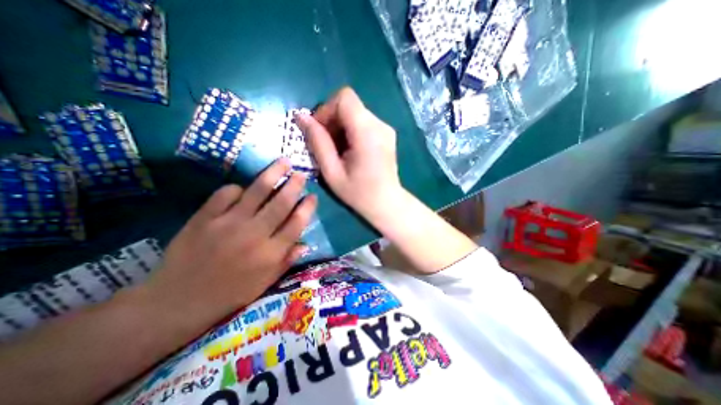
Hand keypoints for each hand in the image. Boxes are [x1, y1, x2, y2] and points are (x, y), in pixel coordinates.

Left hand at [144, 161, 315, 326]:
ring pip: (257, 192)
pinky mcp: (205, 218)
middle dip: (294, 185)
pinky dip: (236, 188)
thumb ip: (287, 261)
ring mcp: (229, 224)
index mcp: (271, 253)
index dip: (308, 207)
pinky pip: (225, 194)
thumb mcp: (265, 283)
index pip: (297, 223)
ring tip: (283, 163)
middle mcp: (254, 234)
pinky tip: (241, 189)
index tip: (313, 197)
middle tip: (301, 174)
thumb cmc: (229, 293)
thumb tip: (304, 244)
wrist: (177, 301)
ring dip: (273, 174)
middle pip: (281, 203)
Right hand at [295, 85, 402, 223]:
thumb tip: (300, 116)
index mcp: (367, 133)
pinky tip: (351, 151)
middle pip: (349, 104)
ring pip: (355, 112)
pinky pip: (363, 121)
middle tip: (327, 145)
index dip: (326, 109)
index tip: (320, 131)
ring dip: (341, 126)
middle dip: (332, 120)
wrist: (387, 203)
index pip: (344, 98)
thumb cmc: (358, 193)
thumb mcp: (332, 172)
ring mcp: (386, 128)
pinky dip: (351, 131)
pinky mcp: (387, 134)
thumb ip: (317, 142)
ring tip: (339, 151)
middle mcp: (380, 124)